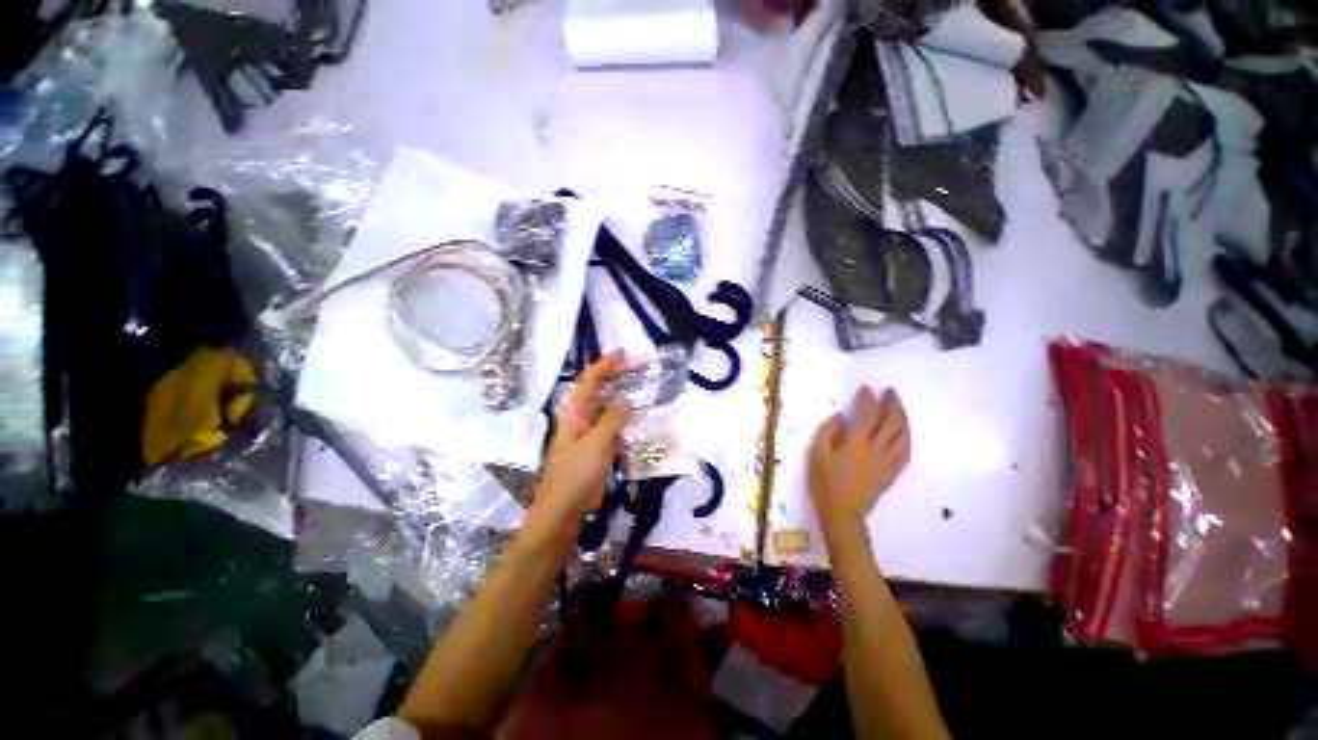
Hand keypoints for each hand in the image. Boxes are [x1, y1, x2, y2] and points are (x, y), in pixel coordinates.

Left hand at [529, 350, 631, 534]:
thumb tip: (626, 403)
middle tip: (641, 370)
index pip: (589, 381)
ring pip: (608, 411)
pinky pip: (612, 431)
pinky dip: (625, 424)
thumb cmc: (575, 476)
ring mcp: (587, 436)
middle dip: (618, 378)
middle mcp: (580, 420)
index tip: (624, 353)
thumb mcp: (596, 444)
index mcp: (575, 414)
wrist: (561, 513)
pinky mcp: (594, 451)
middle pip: (599, 392)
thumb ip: (612, 420)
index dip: (605, 365)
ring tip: (645, 393)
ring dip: (624, 400)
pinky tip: (639, 425)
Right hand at [808, 387, 910, 542]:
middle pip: (891, 423)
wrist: (842, 513)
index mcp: (856, 444)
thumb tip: (842, 416)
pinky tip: (904, 433)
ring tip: (899, 408)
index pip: (868, 416)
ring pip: (902, 436)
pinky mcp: (892, 473)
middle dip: (892, 405)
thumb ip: (828, 431)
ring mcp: (887, 462)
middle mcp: (876, 450)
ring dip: (903, 418)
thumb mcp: (817, 454)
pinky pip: (906, 452)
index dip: (868, 400)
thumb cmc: (824, 482)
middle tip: (890, 392)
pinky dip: (907, 437)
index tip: (866, 389)